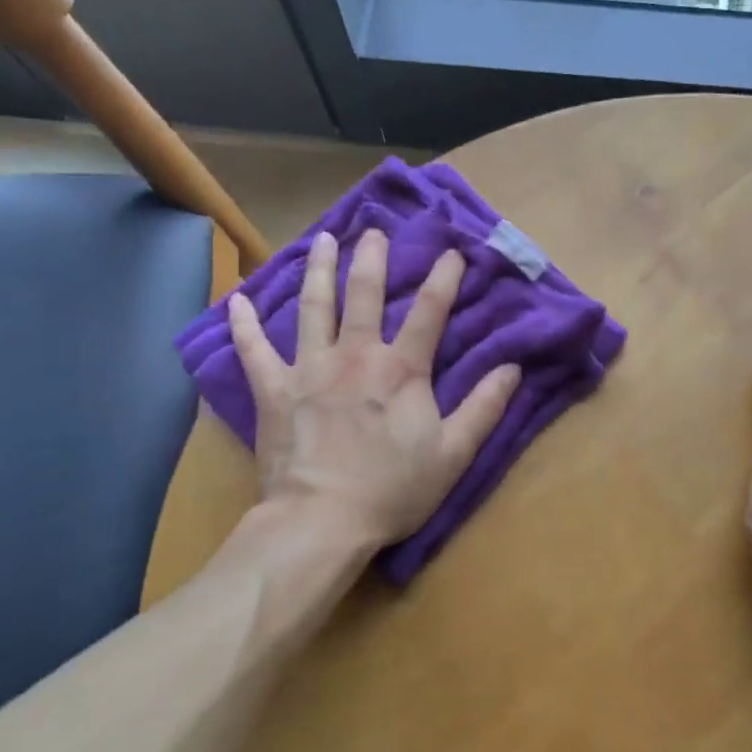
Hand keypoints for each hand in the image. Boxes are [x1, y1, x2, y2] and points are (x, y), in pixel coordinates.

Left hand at [229, 226, 519, 566]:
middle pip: (364, 294)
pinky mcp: (273, 390)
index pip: (429, 311)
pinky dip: (244, 324)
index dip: (444, 278)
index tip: (452, 251)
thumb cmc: (393, 490)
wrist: (322, 521)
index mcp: (401, 369)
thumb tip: (513, 368)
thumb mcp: (454, 453)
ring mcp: (309, 368)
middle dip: (372, 258)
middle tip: (373, 230)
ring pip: (313, 306)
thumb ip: (484, 408)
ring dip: (318, 269)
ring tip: (322, 239)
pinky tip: (238, 299)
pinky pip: (253, 350)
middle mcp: (355, 355)